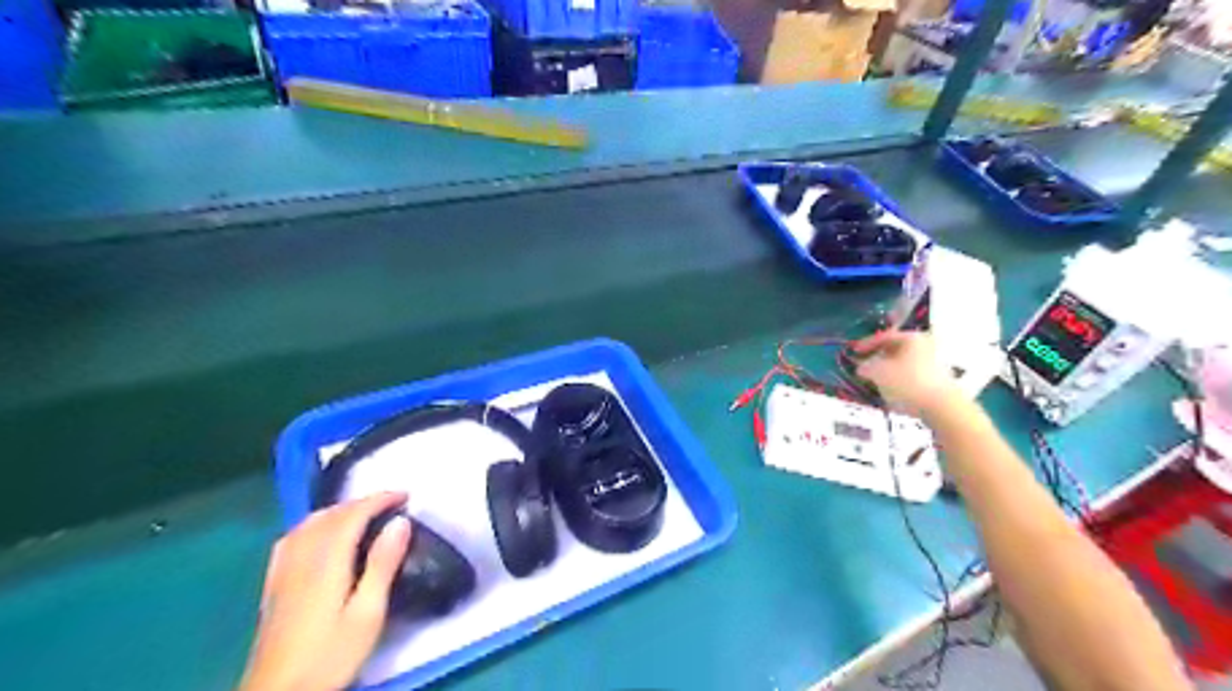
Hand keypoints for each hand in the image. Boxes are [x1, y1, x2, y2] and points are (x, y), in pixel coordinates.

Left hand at [239, 491, 412, 690]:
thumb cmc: (331, 654)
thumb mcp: (368, 613)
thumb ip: (383, 564)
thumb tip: (400, 522)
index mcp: (326, 562)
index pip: (352, 515)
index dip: (379, 499)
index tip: (406, 496)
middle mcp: (301, 558)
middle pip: (330, 515)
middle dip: (362, 502)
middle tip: (392, 504)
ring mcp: (283, 570)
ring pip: (309, 523)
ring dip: (339, 510)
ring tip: (364, 514)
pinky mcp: (274, 584)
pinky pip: (293, 537)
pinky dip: (315, 524)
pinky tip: (321, 533)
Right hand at [854, 330, 955, 415]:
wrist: (943, 407)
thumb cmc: (908, 383)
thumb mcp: (879, 373)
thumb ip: (866, 367)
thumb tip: (861, 367)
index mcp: (912, 337)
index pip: (885, 336)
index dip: (867, 343)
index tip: (854, 352)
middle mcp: (927, 345)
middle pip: (897, 348)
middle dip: (878, 356)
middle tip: (865, 365)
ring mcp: (936, 361)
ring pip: (905, 361)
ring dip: (889, 368)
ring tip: (877, 379)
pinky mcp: (940, 377)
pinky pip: (914, 372)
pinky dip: (901, 377)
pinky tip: (893, 389)